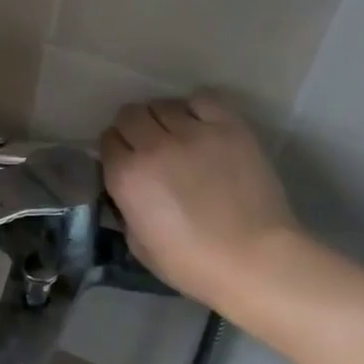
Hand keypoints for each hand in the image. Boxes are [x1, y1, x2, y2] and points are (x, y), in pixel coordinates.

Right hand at [101, 95, 301, 310]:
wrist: (256, 260)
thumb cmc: (194, 264)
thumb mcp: (139, 245)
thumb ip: (126, 210)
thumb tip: (128, 191)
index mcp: (127, 176)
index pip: (107, 140)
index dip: (116, 149)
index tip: (126, 159)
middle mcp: (154, 146)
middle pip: (130, 114)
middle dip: (133, 128)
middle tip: (149, 145)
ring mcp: (193, 132)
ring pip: (163, 104)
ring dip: (163, 118)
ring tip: (177, 135)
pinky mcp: (228, 127)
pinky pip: (203, 99)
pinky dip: (196, 108)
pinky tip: (202, 125)